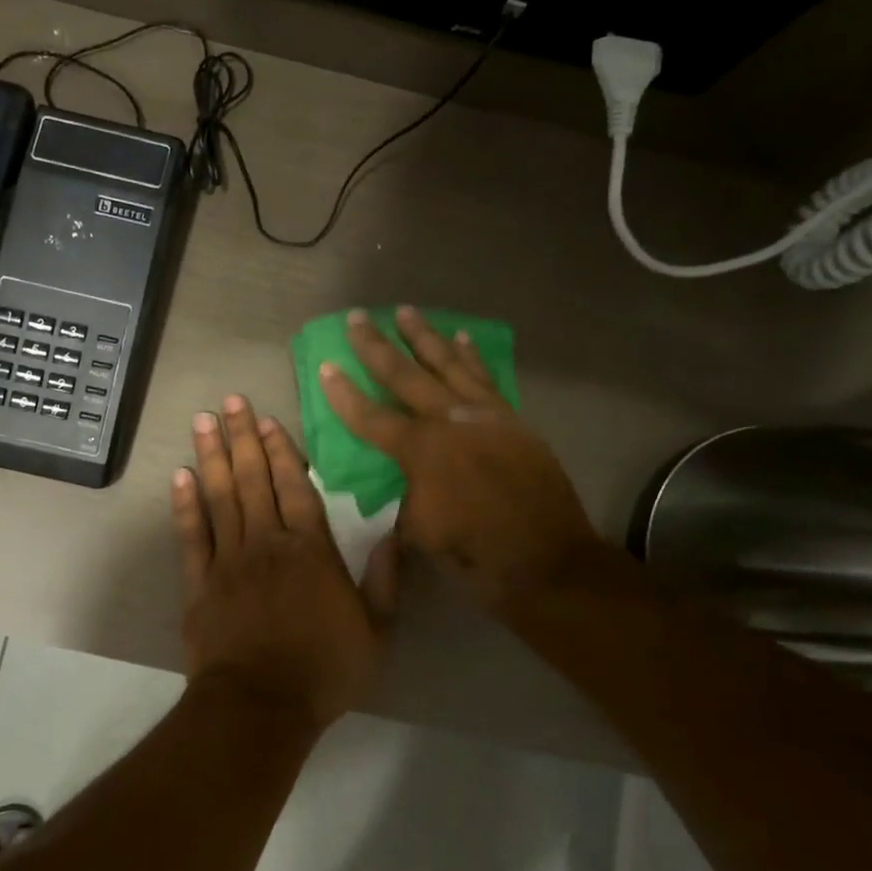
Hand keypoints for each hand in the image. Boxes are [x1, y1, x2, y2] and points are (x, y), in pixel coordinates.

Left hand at [172, 395, 397, 730]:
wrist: (261, 705)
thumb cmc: (324, 669)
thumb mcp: (376, 631)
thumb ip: (385, 579)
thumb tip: (395, 533)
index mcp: (310, 550)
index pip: (295, 487)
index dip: (281, 451)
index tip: (268, 420)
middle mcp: (267, 542)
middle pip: (253, 479)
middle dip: (242, 437)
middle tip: (230, 401)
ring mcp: (229, 559)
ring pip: (219, 496)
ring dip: (211, 456)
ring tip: (202, 421)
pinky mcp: (199, 582)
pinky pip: (191, 535)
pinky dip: (184, 504)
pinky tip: (180, 476)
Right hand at [317, 307, 599, 611]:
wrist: (546, 559)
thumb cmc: (475, 551)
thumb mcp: (420, 530)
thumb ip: (407, 495)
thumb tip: (408, 479)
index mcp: (421, 451)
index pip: (370, 416)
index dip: (344, 393)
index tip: (325, 365)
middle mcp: (449, 422)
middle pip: (405, 375)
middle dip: (376, 346)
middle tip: (358, 317)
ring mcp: (484, 415)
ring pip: (448, 365)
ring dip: (424, 337)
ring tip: (407, 311)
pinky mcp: (511, 419)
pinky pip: (485, 379)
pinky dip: (471, 357)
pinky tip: (462, 338)